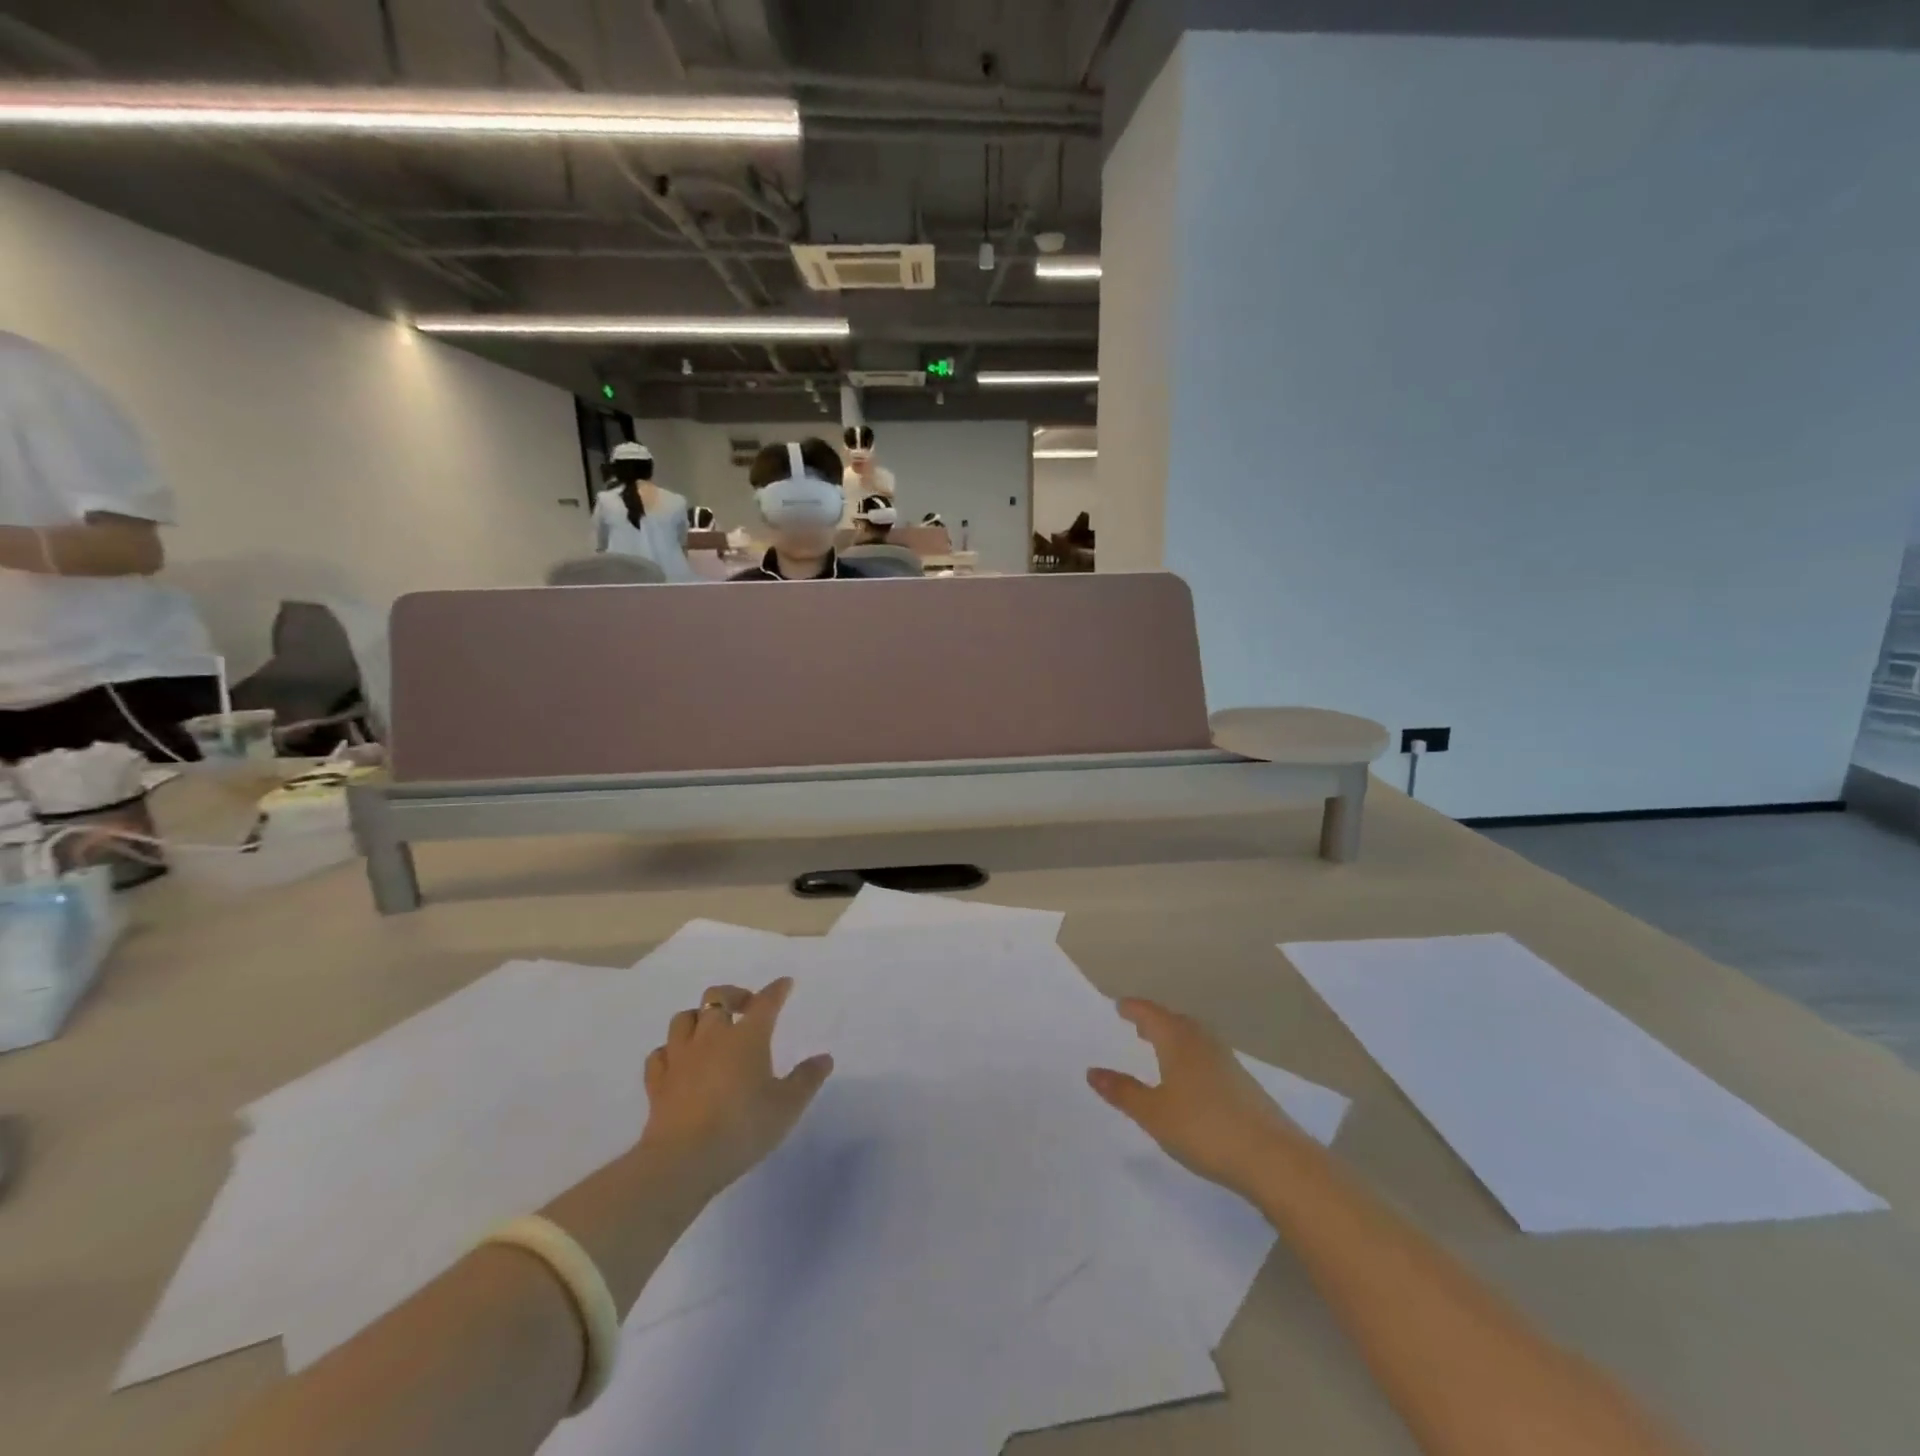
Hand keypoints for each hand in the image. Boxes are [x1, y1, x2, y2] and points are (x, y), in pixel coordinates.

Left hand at [637, 979, 832, 1199]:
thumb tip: (824, 1058)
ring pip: (683, 1019)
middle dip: (732, 995)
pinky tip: (678, 1061)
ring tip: (709, 1030)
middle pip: (716, 998)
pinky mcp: (658, 1082)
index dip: (776, 990)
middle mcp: (712, 1037)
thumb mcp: (787, 1106)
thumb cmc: (743, 1127)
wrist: (684, 1160)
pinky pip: (660, 1054)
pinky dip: (670, 1051)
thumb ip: (807, 1079)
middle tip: (745, 1007)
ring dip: (698, 1018)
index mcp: (747, 1037)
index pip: (765, 1002)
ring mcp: (680, 1057)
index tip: (784, 984)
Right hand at [1088, 999, 1300, 1197]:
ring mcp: (1226, 1062)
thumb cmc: (1203, 1129)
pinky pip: (1206, 1055)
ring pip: (1193, 1037)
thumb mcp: (1154, 1114)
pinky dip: (1190, 1055)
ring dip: (1174, 1037)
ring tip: (1160, 1046)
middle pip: (1174, 1021)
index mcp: (1178, 1041)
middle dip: (1154, 1020)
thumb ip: (1123, 1092)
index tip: (1119, 1006)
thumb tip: (1092, 1071)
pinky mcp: (1242, 1083)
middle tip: (1137, 1023)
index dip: (1133, 1009)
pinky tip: (1189, 1076)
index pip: (1151, 1014)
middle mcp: (1202, 1042)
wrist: (1272, 1158)